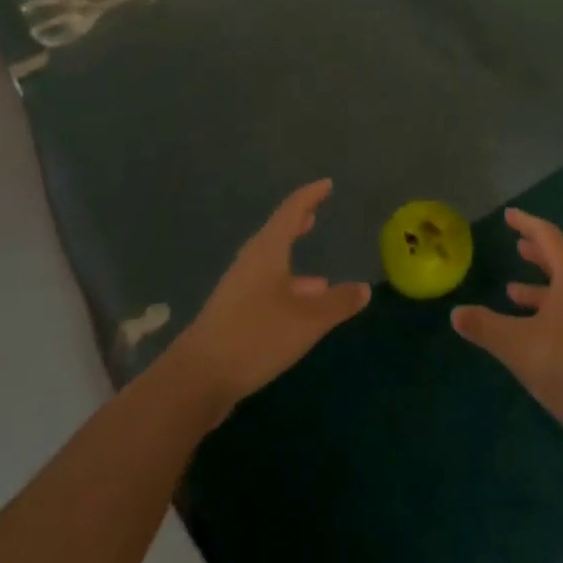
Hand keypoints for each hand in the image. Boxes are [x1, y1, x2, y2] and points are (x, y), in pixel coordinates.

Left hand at [170, 180, 370, 424]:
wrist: (198, 378)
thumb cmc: (257, 335)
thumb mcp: (308, 320)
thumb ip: (338, 303)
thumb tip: (364, 288)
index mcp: (267, 251)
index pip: (291, 211)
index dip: (310, 196)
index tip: (326, 184)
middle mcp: (250, 263)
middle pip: (276, 236)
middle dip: (297, 225)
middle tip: (314, 215)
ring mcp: (238, 290)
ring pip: (271, 267)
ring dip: (293, 266)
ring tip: (321, 279)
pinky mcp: (232, 315)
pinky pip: (266, 291)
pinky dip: (286, 292)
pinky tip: (299, 314)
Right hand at [451, 209, 562, 444]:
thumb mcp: (516, 344)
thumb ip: (484, 326)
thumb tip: (455, 313)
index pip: (549, 238)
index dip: (527, 224)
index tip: (510, 215)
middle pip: (562, 262)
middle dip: (537, 253)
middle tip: (517, 245)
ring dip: (541, 287)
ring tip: (513, 290)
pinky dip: (550, 312)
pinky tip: (534, 332)